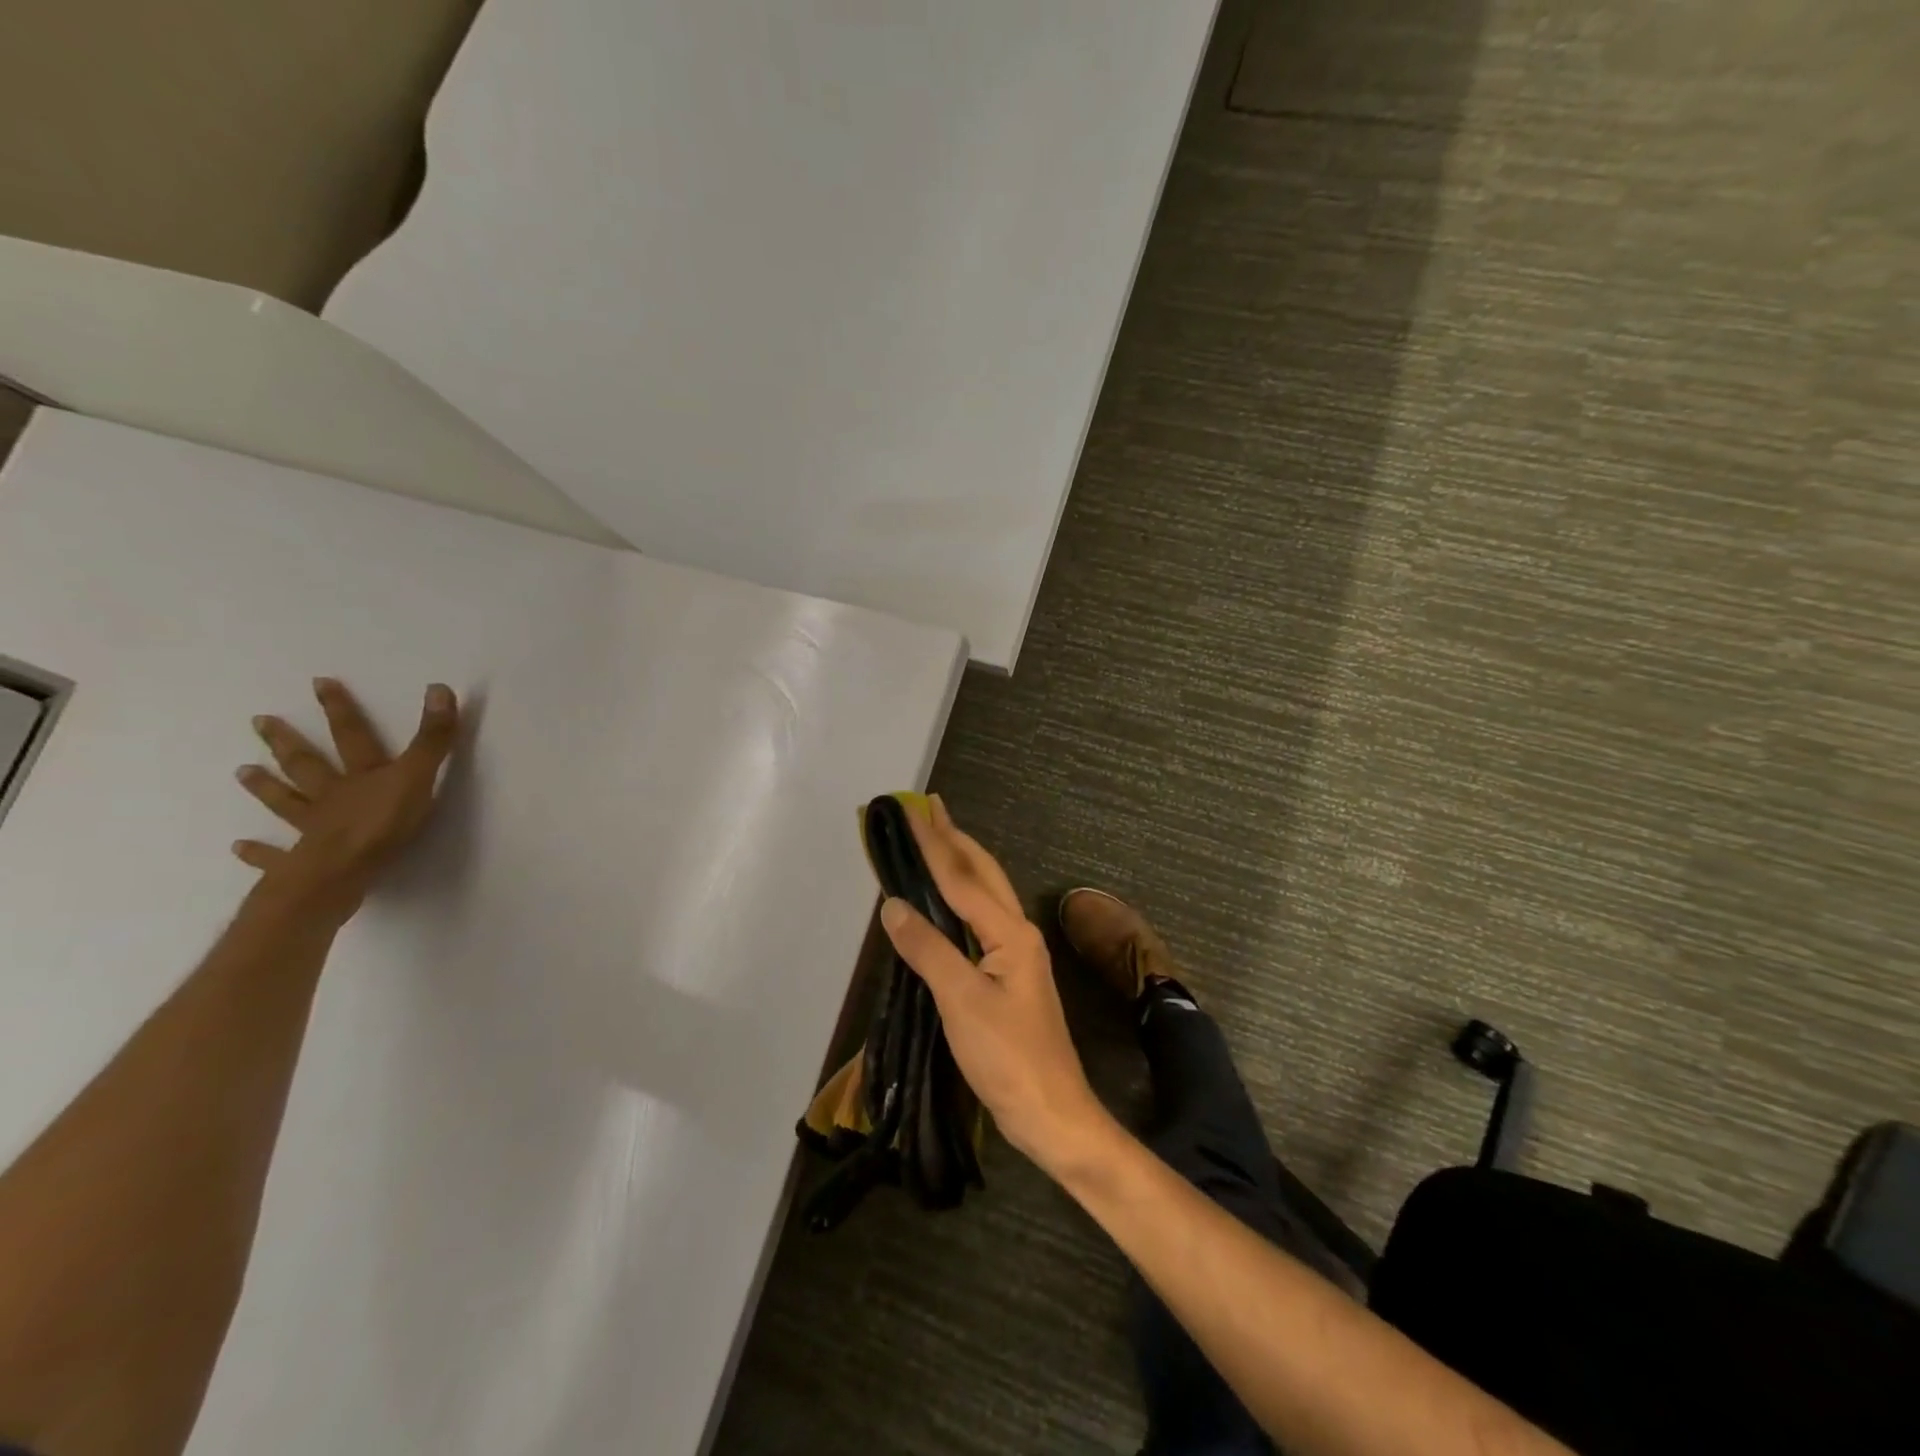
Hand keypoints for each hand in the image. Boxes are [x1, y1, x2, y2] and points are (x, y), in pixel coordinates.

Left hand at [233, 678, 459, 917]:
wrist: (341, 873)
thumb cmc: (383, 824)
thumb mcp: (417, 776)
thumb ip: (432, 738)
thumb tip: (440, 688)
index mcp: (360, 776)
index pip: (352, 736)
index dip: (340, 709)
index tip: (319, 683)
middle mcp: (331, 796)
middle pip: (308, 765)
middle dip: (288, 743)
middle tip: (260, 721)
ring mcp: (311, 828)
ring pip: (286, 803)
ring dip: (266, 788)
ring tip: (243, 772)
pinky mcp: (300, 862)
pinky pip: (276, 856)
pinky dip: (259, 852)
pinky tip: (239, 847)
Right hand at [878, 798, 1111, 1175]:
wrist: (1051, 1112)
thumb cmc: (1007, 1057)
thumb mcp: (961, 1001)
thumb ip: (928, 949)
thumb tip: (893, 904)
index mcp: (1010, 932)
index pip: (962, 878)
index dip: (934, 844)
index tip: (913, 810)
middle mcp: (1017, 933)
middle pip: (982, 874)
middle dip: (955, 839)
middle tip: (930, 808)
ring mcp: (1017, 955)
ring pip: (985, 894)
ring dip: (960, 863)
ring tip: (937, 839)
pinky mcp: (1009, 976)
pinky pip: (981, 920)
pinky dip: (960, 898)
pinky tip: (948, 900)